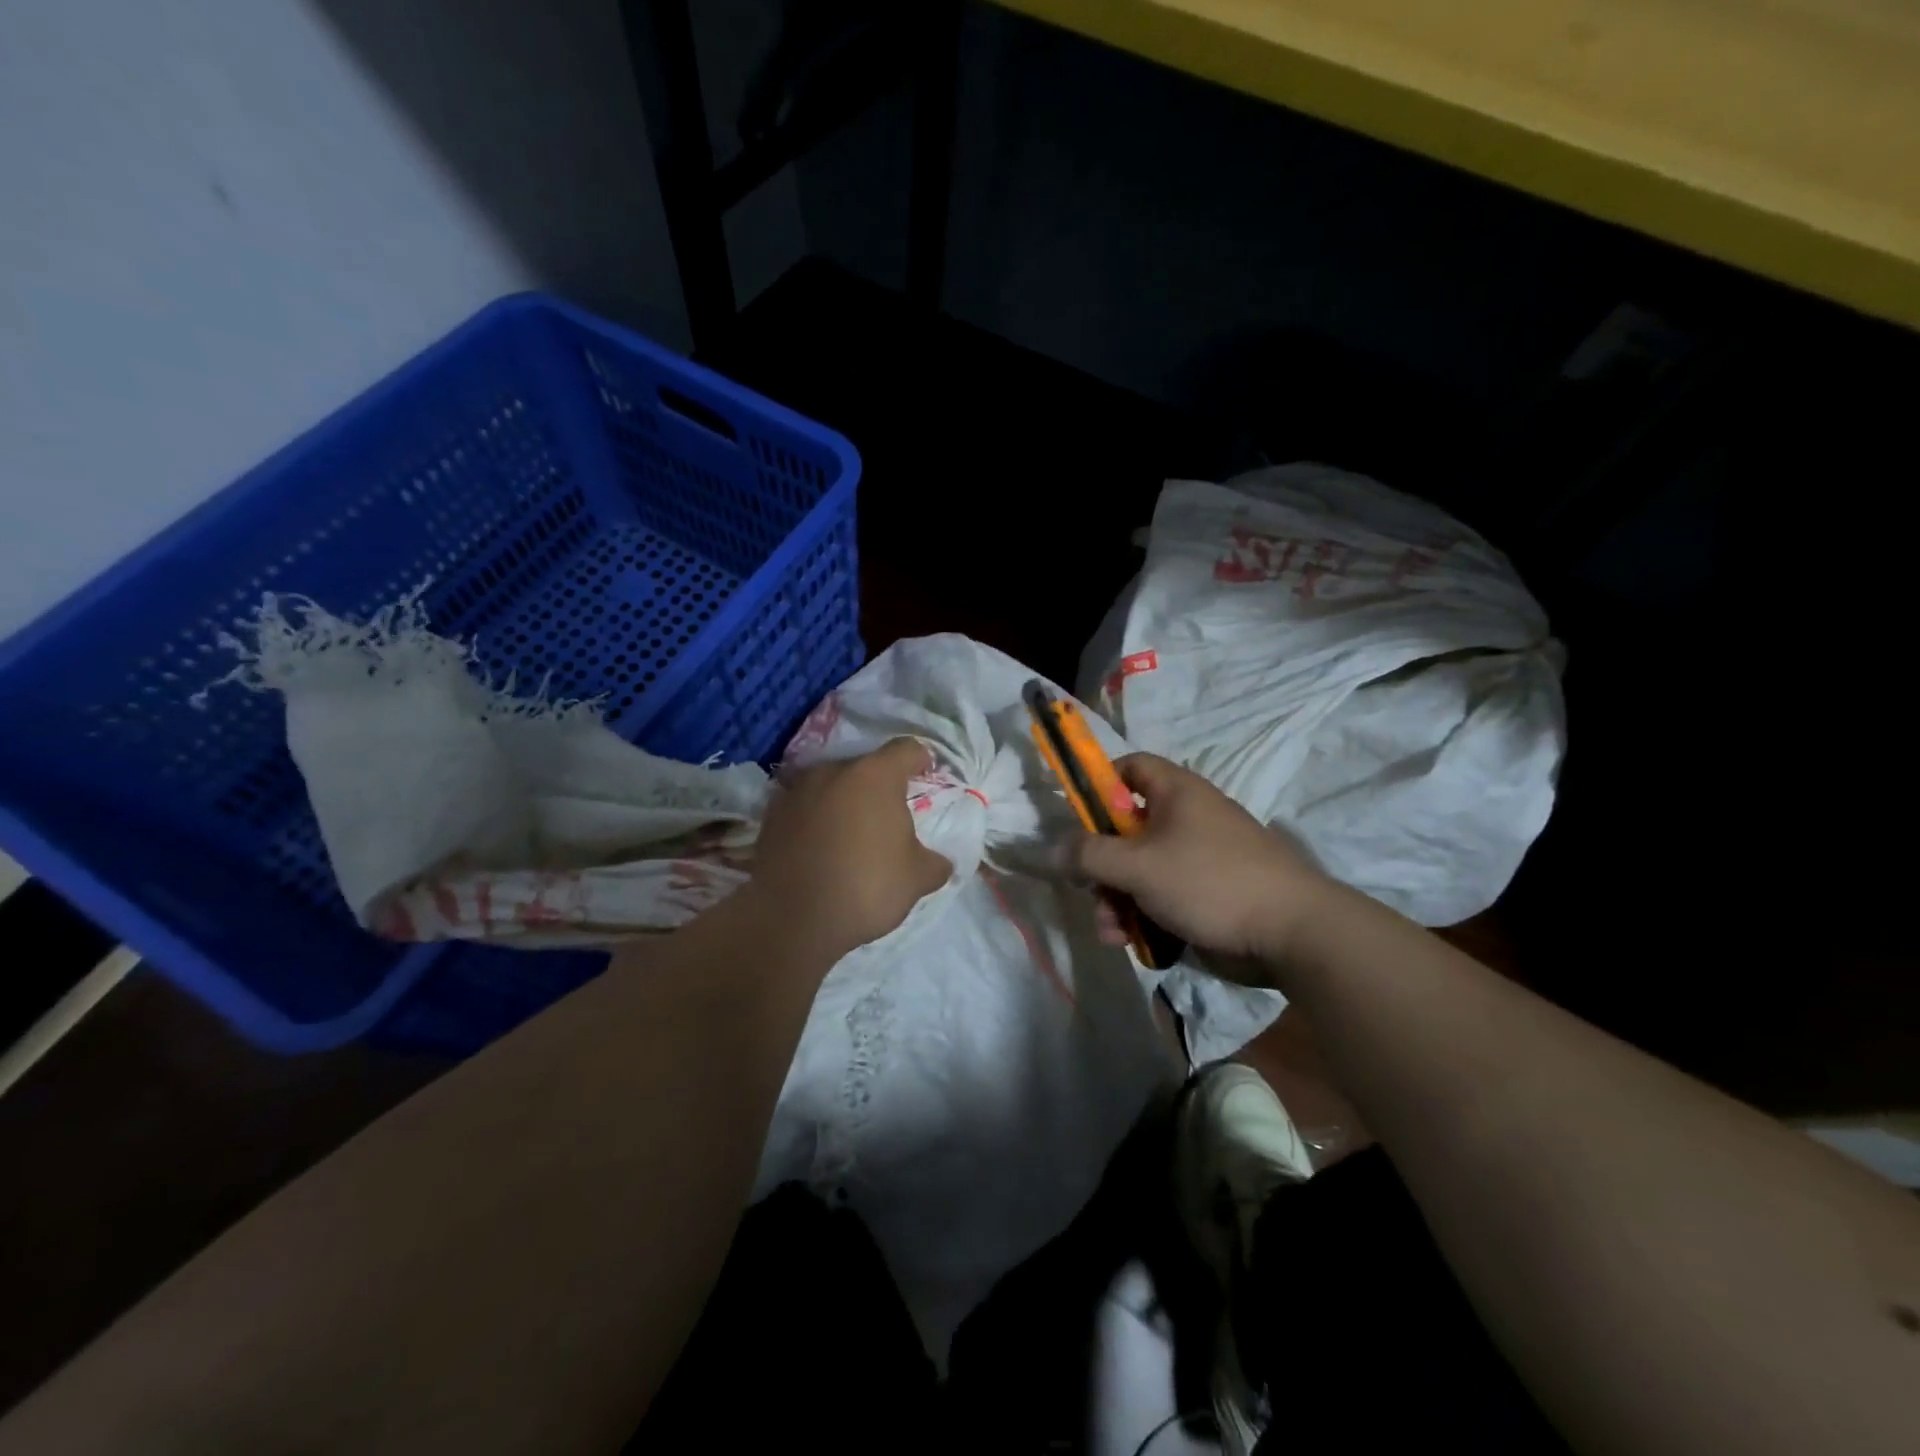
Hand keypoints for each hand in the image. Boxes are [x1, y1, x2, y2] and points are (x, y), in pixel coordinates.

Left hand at [748, 737, 951, 962]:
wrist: (792, 919)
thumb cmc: (866, 887)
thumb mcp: (917, 879)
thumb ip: (934, 862)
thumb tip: (940, 862)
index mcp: (875, 776)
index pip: (906, 750)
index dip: (921, 760)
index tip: (926, 774)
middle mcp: (833, 771)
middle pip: (865, 767)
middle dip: (879, 786)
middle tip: (889, 816)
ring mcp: (797, 791)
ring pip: (830, 785)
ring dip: (843, 801)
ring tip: (851, 833)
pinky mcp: (771, 815)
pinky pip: (803, 807)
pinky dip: (815, 819)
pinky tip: (820, 848)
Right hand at [1066, 752, 1330, 977]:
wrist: (1291, 933)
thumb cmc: (1209, 881)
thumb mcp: (1138, 866)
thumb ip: (1090, 855)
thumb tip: (1054, 850)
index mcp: (1177, 793)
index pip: (1131, 767)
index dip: (1099, 784)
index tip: (1075, 817)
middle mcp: (1187, 818)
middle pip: (1126, 828)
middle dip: (1102, 864)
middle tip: (1089, 889)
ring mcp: (1198, 858)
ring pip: (1140, 870)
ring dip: (1117, 898)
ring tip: (1110, 930)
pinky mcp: (1206, 894)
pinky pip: (1161, 896)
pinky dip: (1142, 915)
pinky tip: (1131, 941)